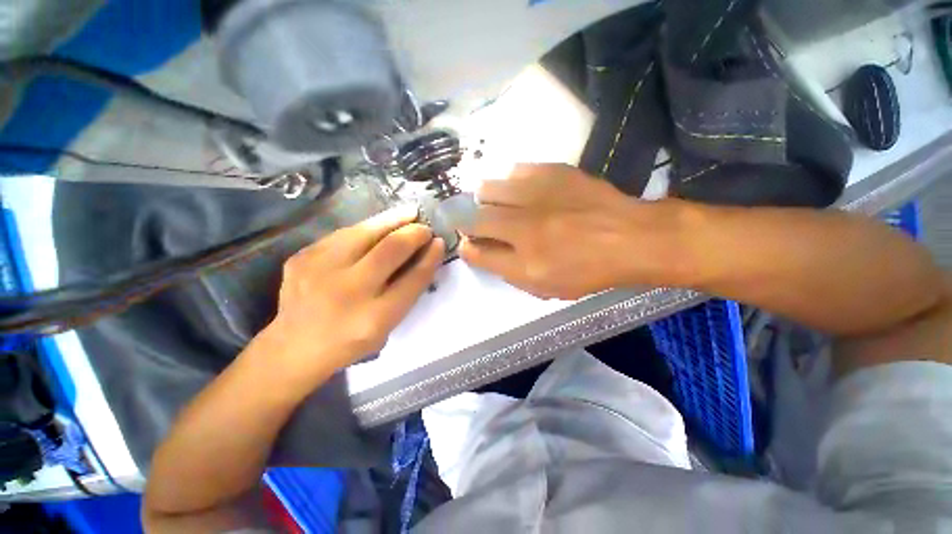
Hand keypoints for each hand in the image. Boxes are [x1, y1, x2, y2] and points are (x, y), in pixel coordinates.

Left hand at [261, 205, 442, 379]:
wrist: (294, 347)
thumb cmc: (350, 341)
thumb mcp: (387, 327)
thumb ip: (407, 292)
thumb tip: (424, 255)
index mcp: (374, 318)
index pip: (413, 279)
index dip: (430, 257)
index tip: (439, 242)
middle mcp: (348, 291)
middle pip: (391, 250)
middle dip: (414, 234)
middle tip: (425, 228)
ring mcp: (320, 270)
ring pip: (365, 232)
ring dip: (393, 220)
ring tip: (409, 213)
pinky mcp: (302, 257)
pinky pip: (344, 234)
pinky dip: (367, 228)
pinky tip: (378, 226)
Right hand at [460, 164, 685, 299]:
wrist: (630, 238)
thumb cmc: (587, 271)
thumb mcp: (546, 287)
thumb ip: (507, 271)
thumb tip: (478, 250)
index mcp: (525, 263)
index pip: (476, 252)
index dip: (467, 247)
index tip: (469, 243)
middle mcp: (524, 228)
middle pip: (474, 218)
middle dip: (467, 222)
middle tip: (477, 223)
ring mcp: (538, 196)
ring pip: (487, 189)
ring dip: (484, 199)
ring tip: (495, 204)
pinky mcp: (552, 171)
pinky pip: (514, 171)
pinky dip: (509, 182)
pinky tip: (520, 191)